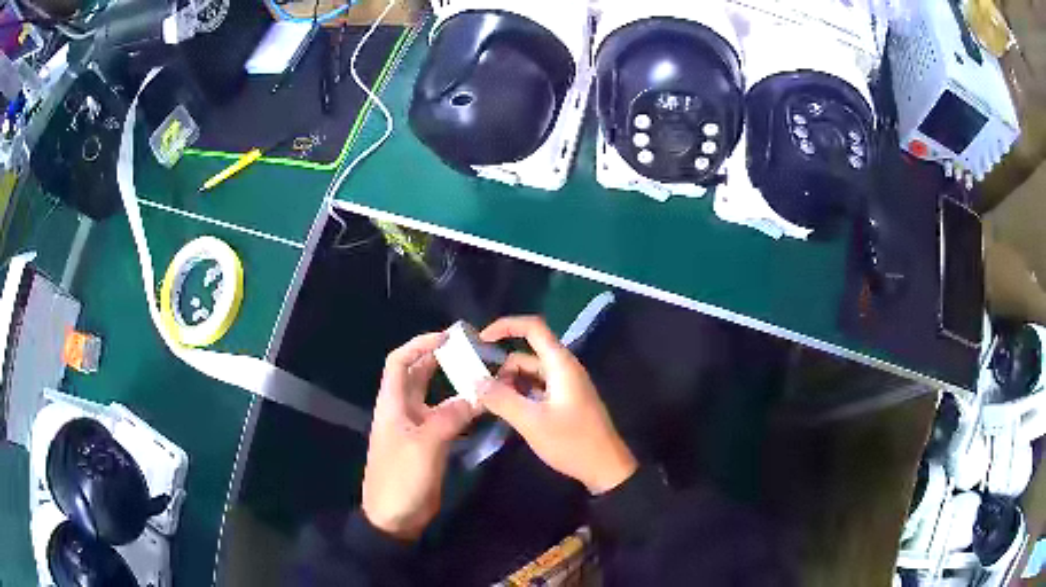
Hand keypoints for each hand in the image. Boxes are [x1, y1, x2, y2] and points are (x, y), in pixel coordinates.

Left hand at [362, 332, 478, 540]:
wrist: (393, 517)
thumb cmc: (402, 477)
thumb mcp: (426, 444)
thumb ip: (452, 417)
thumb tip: (477, 396)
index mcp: (393, 404)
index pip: (399, 362)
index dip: (420, 344)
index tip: (448, 338)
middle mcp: (402, 410)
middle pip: (418, 375)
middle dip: (440, 359)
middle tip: (471, 352)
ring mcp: (415, 428)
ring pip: (434, 397)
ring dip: (453, 385)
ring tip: (481, 376)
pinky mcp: (427, 444)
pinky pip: (444, 419)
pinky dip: (460, 410)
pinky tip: (480, 409)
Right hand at [477, 316, 636, 494]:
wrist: (605, 468)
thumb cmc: (572, 442)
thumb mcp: (532, 421)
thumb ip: (501, 399)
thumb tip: (474, 381)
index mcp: (560, 364)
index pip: (532, 327)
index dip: (505, 326)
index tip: (480, 341)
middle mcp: (564, 368)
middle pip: (526, 354)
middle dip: (501, 368)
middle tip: (478, 391)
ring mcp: (566, 385)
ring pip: (530, 373)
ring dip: (509, 384)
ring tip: (489, 406)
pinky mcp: (565, 401)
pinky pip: (537, 388)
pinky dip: (520, 395)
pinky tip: (507, 413)